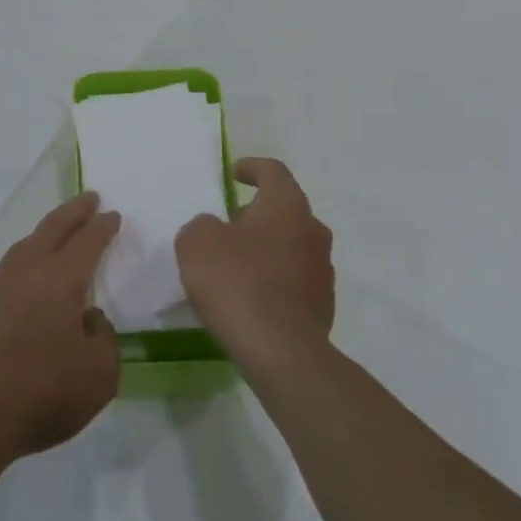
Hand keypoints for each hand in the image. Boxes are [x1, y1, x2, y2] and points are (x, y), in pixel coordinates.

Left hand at [0, 193, 122, 470]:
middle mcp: (28, 270)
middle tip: (90, 198)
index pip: (88, 241)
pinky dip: (29, 255)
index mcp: (60, 278)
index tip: (114, 215)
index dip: (103, 227)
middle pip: (54, 228)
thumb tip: (88, 319)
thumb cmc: (42, 392)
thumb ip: (104, 338)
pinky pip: (12, 265)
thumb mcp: (100, 374)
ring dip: (48, 230)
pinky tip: (31, 271)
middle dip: (74, 211)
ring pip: (27, 243)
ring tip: (60, 229)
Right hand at [176, 158, 334, 375]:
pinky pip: (294, 280)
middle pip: (285, 209)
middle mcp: (312, 230)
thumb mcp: (197, 243)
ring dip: (267, 248)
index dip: (253, 168)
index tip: (235, 174)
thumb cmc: (238, 283)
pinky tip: (251, 299)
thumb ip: (202, 226)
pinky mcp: (323, 305)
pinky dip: (274, 281)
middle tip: (228, 227)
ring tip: (236, 266)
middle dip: (257, 214)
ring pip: (292, 245)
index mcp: (287, 205)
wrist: (281, 352)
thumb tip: (214, 230)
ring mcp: (323, 270)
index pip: (273, 171)